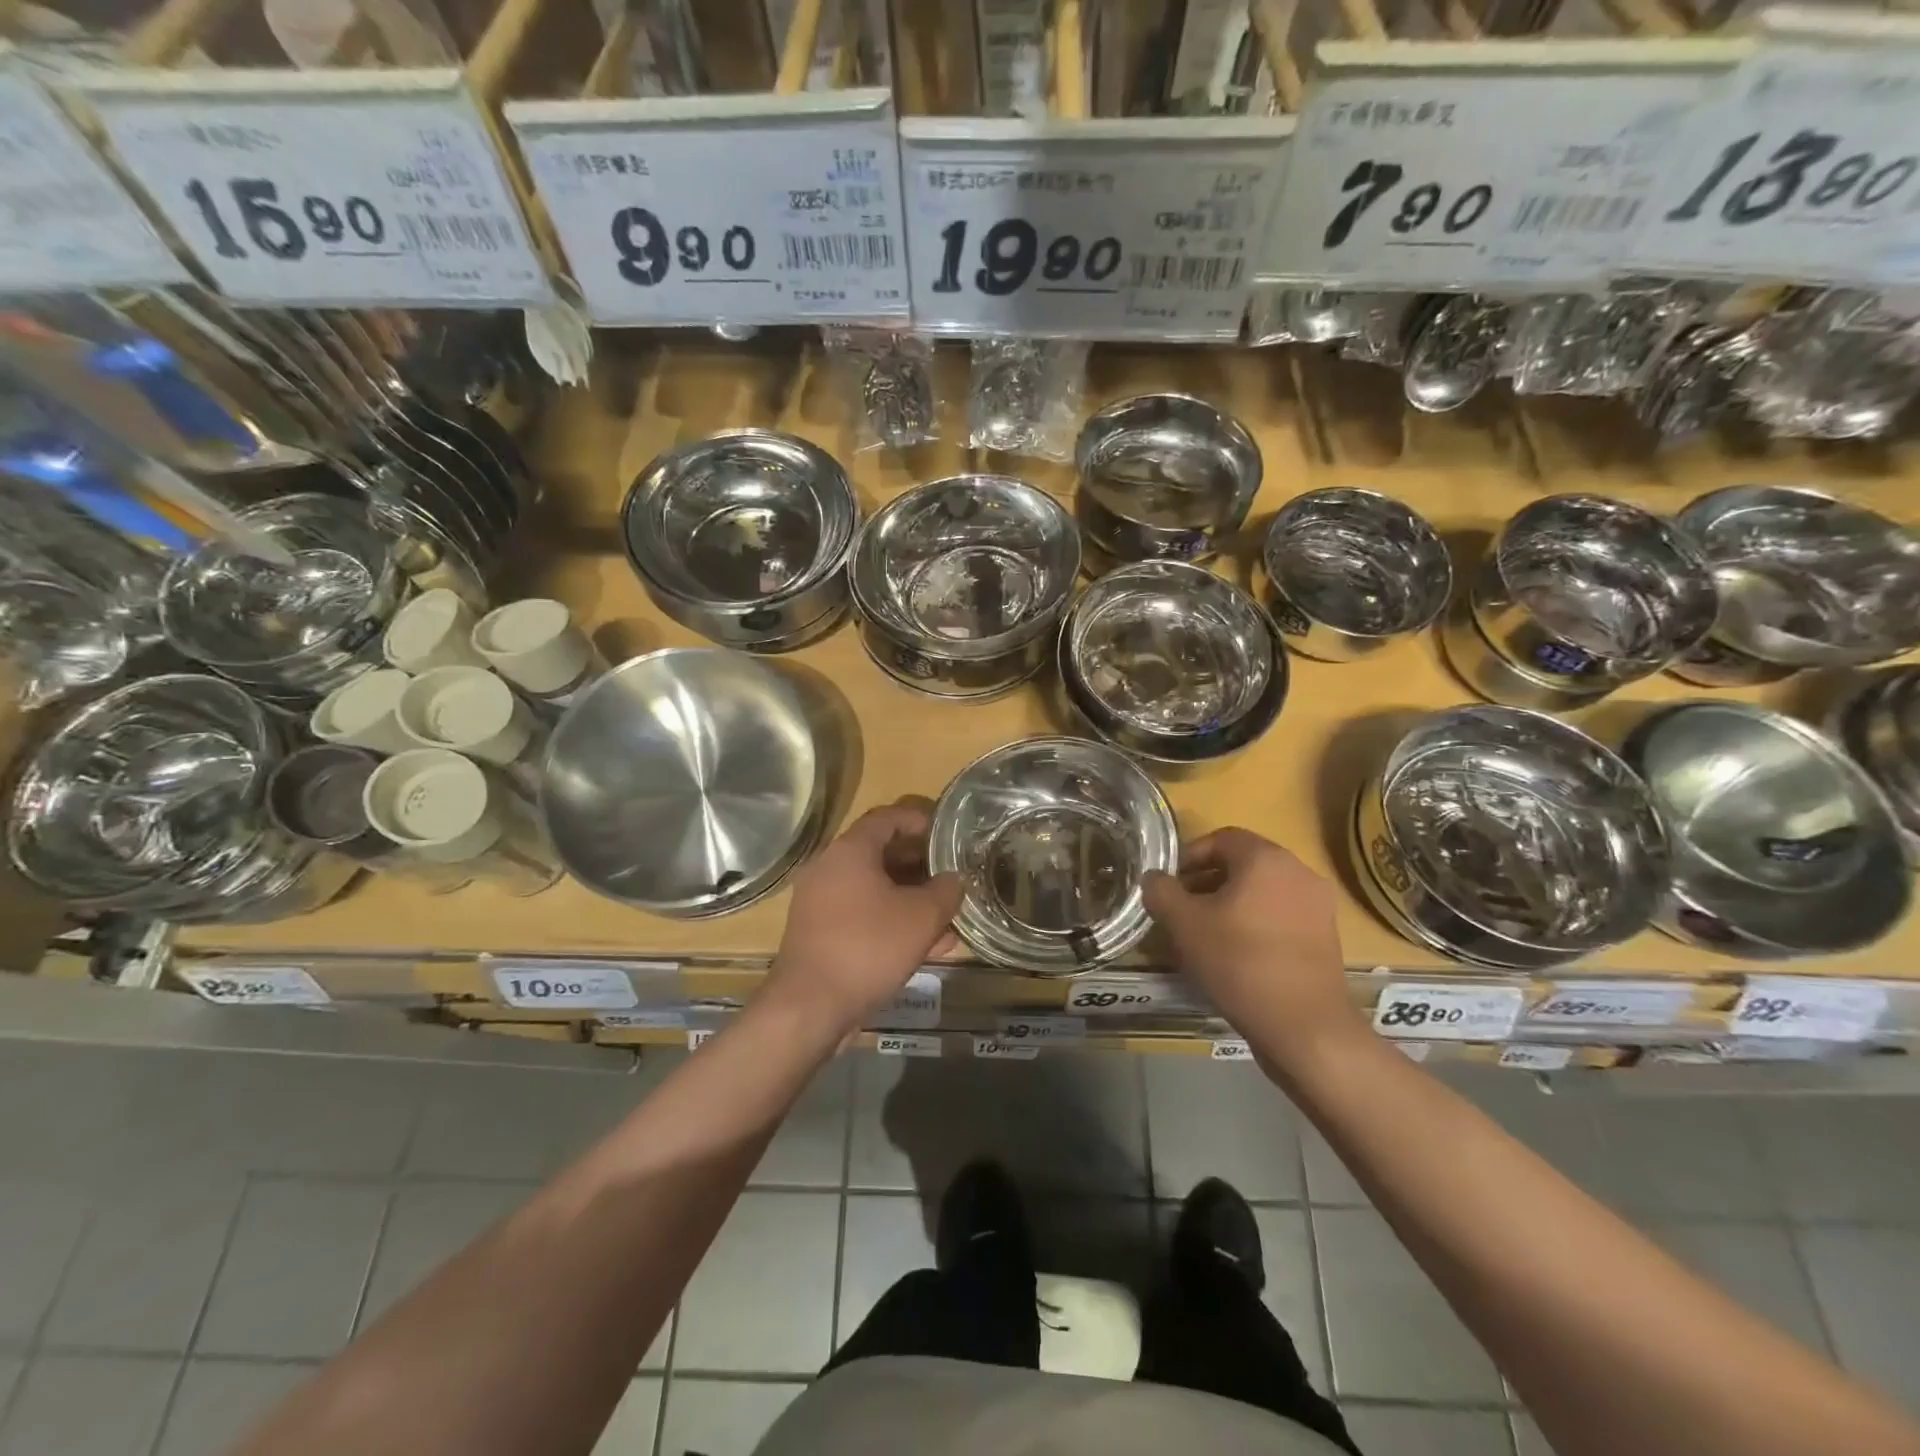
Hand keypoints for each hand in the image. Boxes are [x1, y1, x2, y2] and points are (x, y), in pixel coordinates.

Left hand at [764, 799, 962, 1036]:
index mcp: (849, 850)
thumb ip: (946, 891)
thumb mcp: (922, 916)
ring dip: (910, 899)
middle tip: (951, 875)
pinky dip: (892, 921)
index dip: (920, 821)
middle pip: (881, 853)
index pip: (888, 818)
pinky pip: (863, 915)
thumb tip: (955, 879)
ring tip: (946, 916)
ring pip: (875, 889)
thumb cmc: (868, 947)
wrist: (810, 1006)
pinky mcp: (820, 933)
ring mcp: (821, 902)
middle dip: (920, 865)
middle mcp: (830, 868)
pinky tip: (925, 946)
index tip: (948, 833)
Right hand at [1143, 828, 1363, 1062]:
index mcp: (1266, 859)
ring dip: (1230, 904)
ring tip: (1204, 934)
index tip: (1169, 884)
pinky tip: (1235, 955)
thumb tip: (1153, 878)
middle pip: (1243, 864)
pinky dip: (1255, 923)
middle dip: (1207, 882)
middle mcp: (1298, 872)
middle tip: (1181, 909)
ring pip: (1262, 891)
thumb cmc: (1240, 963)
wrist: (1305, 1027)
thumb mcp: (1184, 925)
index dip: (1188, 857)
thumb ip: (1161, 892)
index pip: (1221, 838)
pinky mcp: (1326, 937)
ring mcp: (1318, 906)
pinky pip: (1281, 916)